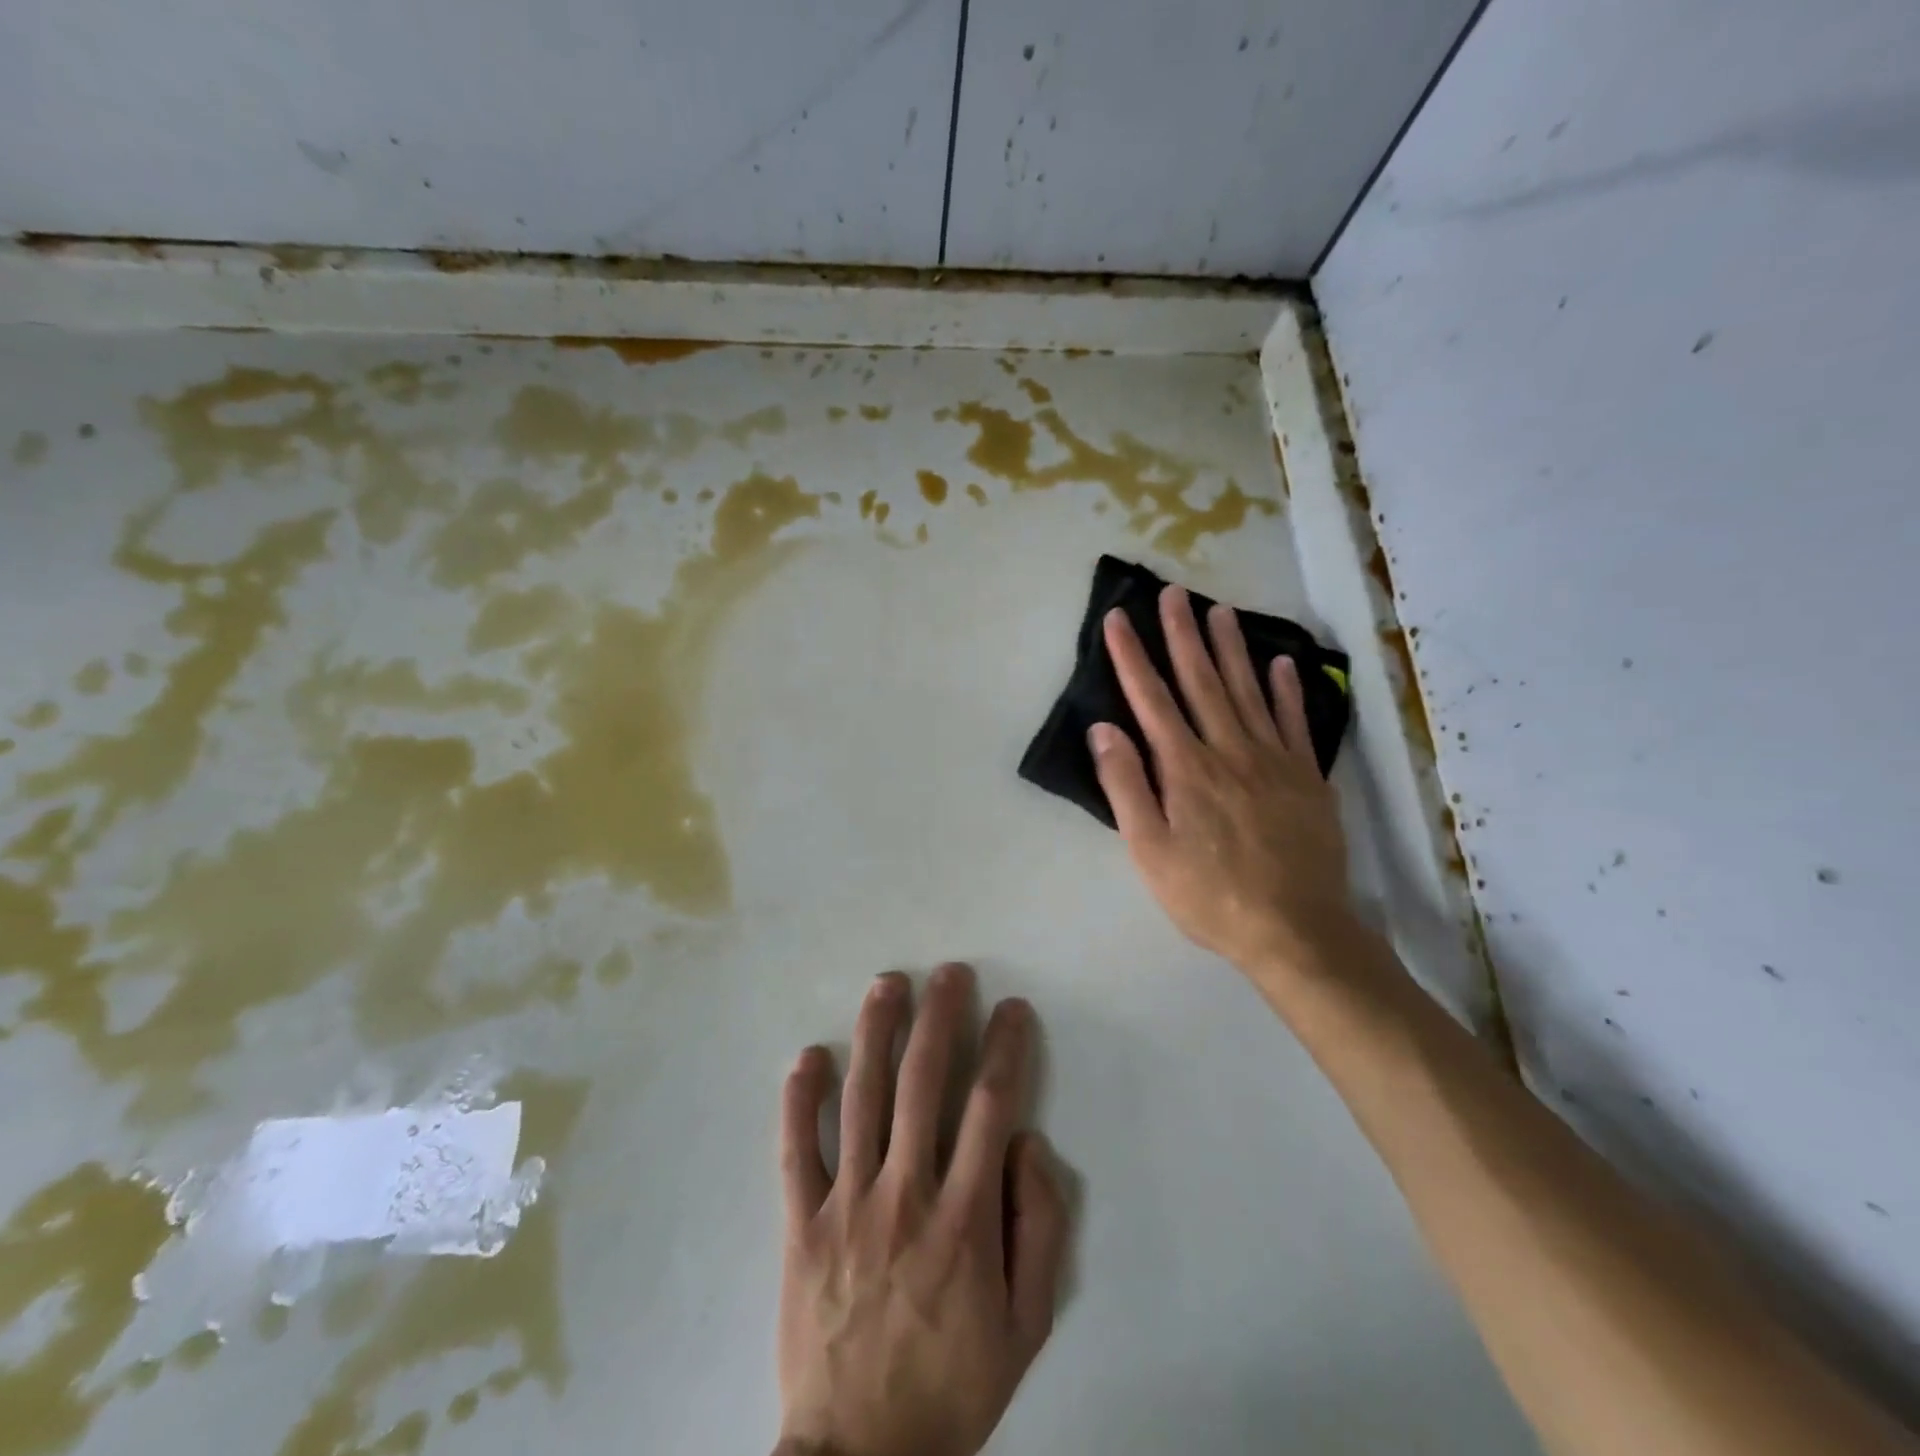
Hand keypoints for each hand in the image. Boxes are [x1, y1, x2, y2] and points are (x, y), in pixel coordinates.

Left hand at [776, 964, 1068, 1455]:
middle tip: (950, 973)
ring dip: (875, 1033)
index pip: (990, 1107)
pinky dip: (799, 1100)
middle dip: (940, 1018)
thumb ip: (1039, 1228)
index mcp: (964, 1217)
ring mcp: (846, 1204)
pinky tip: (808, 1056)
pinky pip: (795, 1150)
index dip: (1005, 1049)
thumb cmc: (953, 1385)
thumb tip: (1026, 1145)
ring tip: (888, 985)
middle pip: (923, 1083)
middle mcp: (905, 1193)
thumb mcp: (1027, 1325)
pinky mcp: (800, 1224)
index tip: (1012, 1009)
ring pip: (861, 1098)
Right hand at [1090, 585, 1355, 980]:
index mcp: (1186, 768)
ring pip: (1248, 690)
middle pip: (1201, 681)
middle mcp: (1229, 750)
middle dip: (1182, 635)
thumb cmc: (1209, 895)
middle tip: (1173, 593)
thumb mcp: (1149, 851)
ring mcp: (1274, 760)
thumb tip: (1104, 729)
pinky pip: (1295, 721)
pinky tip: (1281, 663)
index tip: (1119, 619)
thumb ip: (1126, 786)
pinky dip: (1287, 689)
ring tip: (1219, 611)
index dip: (1132, 657)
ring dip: (1231, 648)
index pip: (1151, 699)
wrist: (1296, 930)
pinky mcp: (1307, 777)